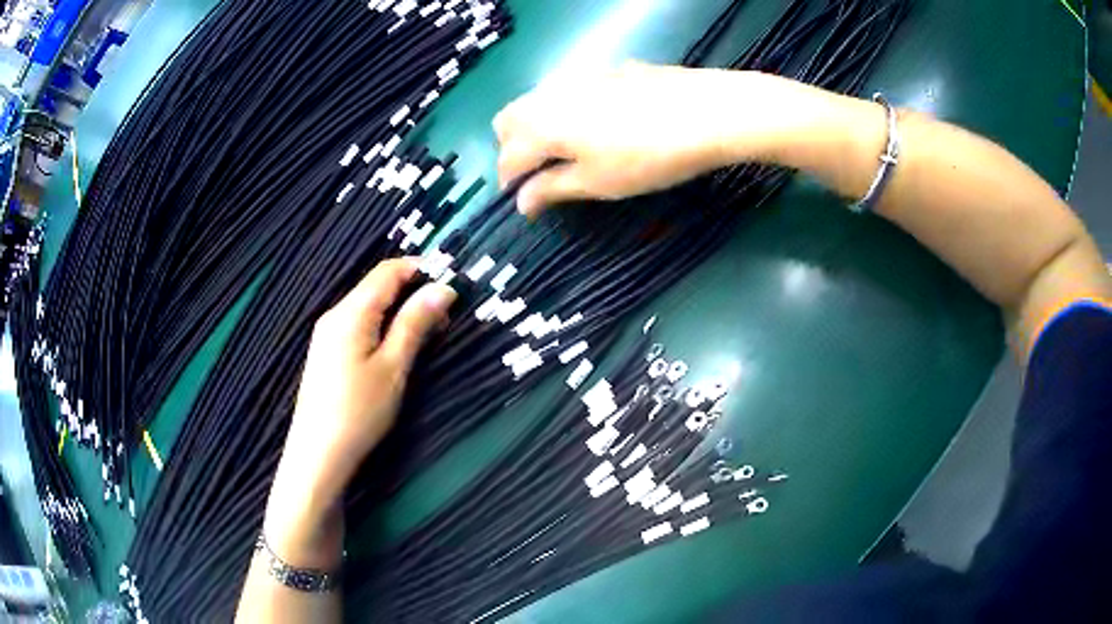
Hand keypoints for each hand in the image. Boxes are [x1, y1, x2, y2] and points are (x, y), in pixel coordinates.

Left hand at [265, 259, 455, 565]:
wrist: (318, 454)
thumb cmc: (358, 411)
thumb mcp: (393, 367)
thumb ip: (415, 323)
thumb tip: (443, 288)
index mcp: (351, 312)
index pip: (388, 271)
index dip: (421, 269)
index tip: (452, 284)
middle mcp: (335, 314)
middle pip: (378, 286)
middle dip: (413, 293)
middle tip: (445, 319)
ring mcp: (328, 334)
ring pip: (370, 306)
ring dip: (400, 311)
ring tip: (428, 335)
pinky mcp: (327, 352)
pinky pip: (360, 325)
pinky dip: (384, 327)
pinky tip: (397, 349)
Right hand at [494, 63, 803, 215]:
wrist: (709, 112)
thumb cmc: (649, 157)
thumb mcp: (599, 182)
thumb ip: (554, 189)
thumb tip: (522, 202)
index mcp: (542, 125)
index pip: (508, 157)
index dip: (511, 183)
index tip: (527, 203)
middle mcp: (552, 93)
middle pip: (509, 118)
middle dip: (513, 147)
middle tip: (541, 173)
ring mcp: (582, 75)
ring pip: (539, 99)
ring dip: (538, 125)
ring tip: (570, 149)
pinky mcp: (611, 68)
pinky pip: (572, 88)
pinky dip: (570, 108)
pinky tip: (604, 122)